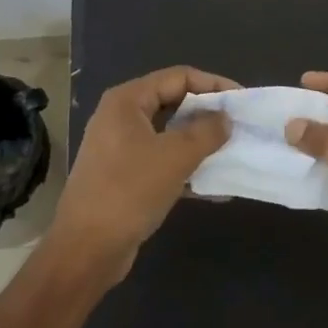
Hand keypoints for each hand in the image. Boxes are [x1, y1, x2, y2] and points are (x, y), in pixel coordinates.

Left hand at [50, 66, 237, 282]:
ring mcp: (121, 148)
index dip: (213, 84)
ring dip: (200, 142)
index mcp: (128, 101)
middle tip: (238, 125)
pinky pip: (163, 161)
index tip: (242, 100)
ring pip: (170, 134)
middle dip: (208, 114)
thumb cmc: (129, 191)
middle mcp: (122, 117)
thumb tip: (225, 118)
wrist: (86, 250)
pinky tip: (214, 185)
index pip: (178, 77)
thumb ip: (206, 132)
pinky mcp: (125, 176)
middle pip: (174, 102)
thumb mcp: (175, 156)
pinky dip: (187, 168)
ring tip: (232, 152)